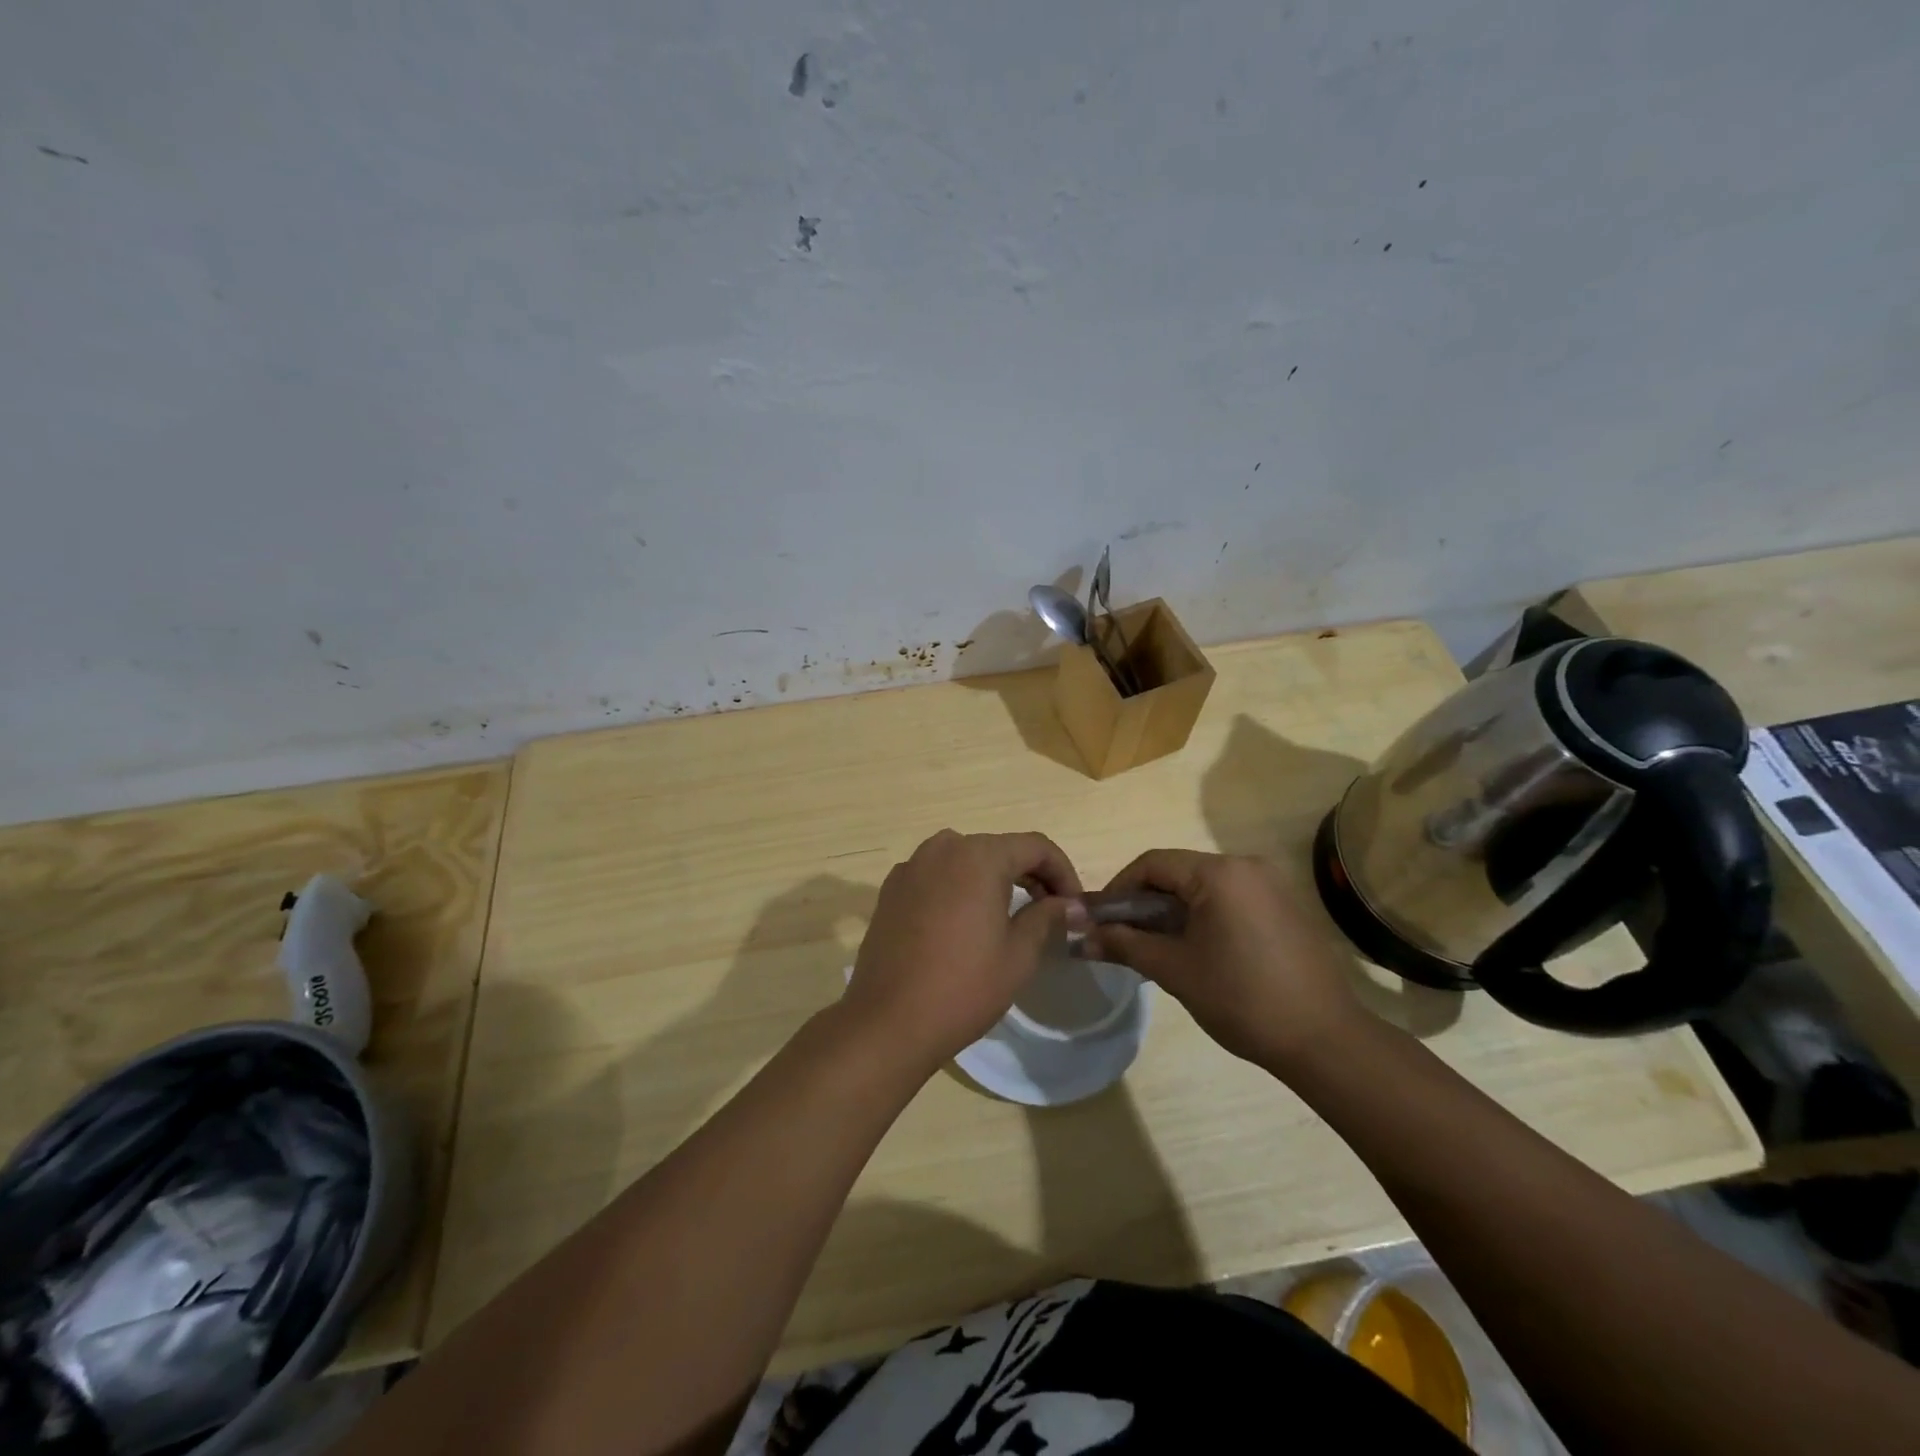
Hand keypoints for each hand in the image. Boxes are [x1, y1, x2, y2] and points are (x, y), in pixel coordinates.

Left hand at [842, 830, 1084, 1074]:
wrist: (888, 1021)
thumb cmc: (963, 987)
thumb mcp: (1019, 955)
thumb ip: (1047, 917)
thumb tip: (1069, 905)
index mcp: (979, 856)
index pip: (1035, 846)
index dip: (1063, 871)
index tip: (1074, 905)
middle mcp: (943, 848)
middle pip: (999, 849)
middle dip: (1030, 874)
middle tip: (1050, 911)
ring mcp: (912, 866)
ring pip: (966, 859)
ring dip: (994, 879)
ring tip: (1010, 914)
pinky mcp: (891, 889)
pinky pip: (937, 875)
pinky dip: (959, 888)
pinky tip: (965, 922)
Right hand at [1086, 849, 1365, 1074]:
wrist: (1324, 1040)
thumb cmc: (1241, 999)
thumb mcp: (1174, 970)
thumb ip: (1124, 944)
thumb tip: (1081, 937)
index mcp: (1219, 873)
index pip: (1153, 863)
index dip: (1119, 888)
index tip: (1101, 919)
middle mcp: (1247, 866)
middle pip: (1179, 872)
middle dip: (1145, 902)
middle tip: (1124, 936)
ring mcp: (1271, 885)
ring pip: (1204, 887)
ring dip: (1173, 910)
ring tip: (1157, 948)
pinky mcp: (1285, 907)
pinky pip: (1230, 899)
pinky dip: (1204, 916)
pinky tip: (1197, 950)